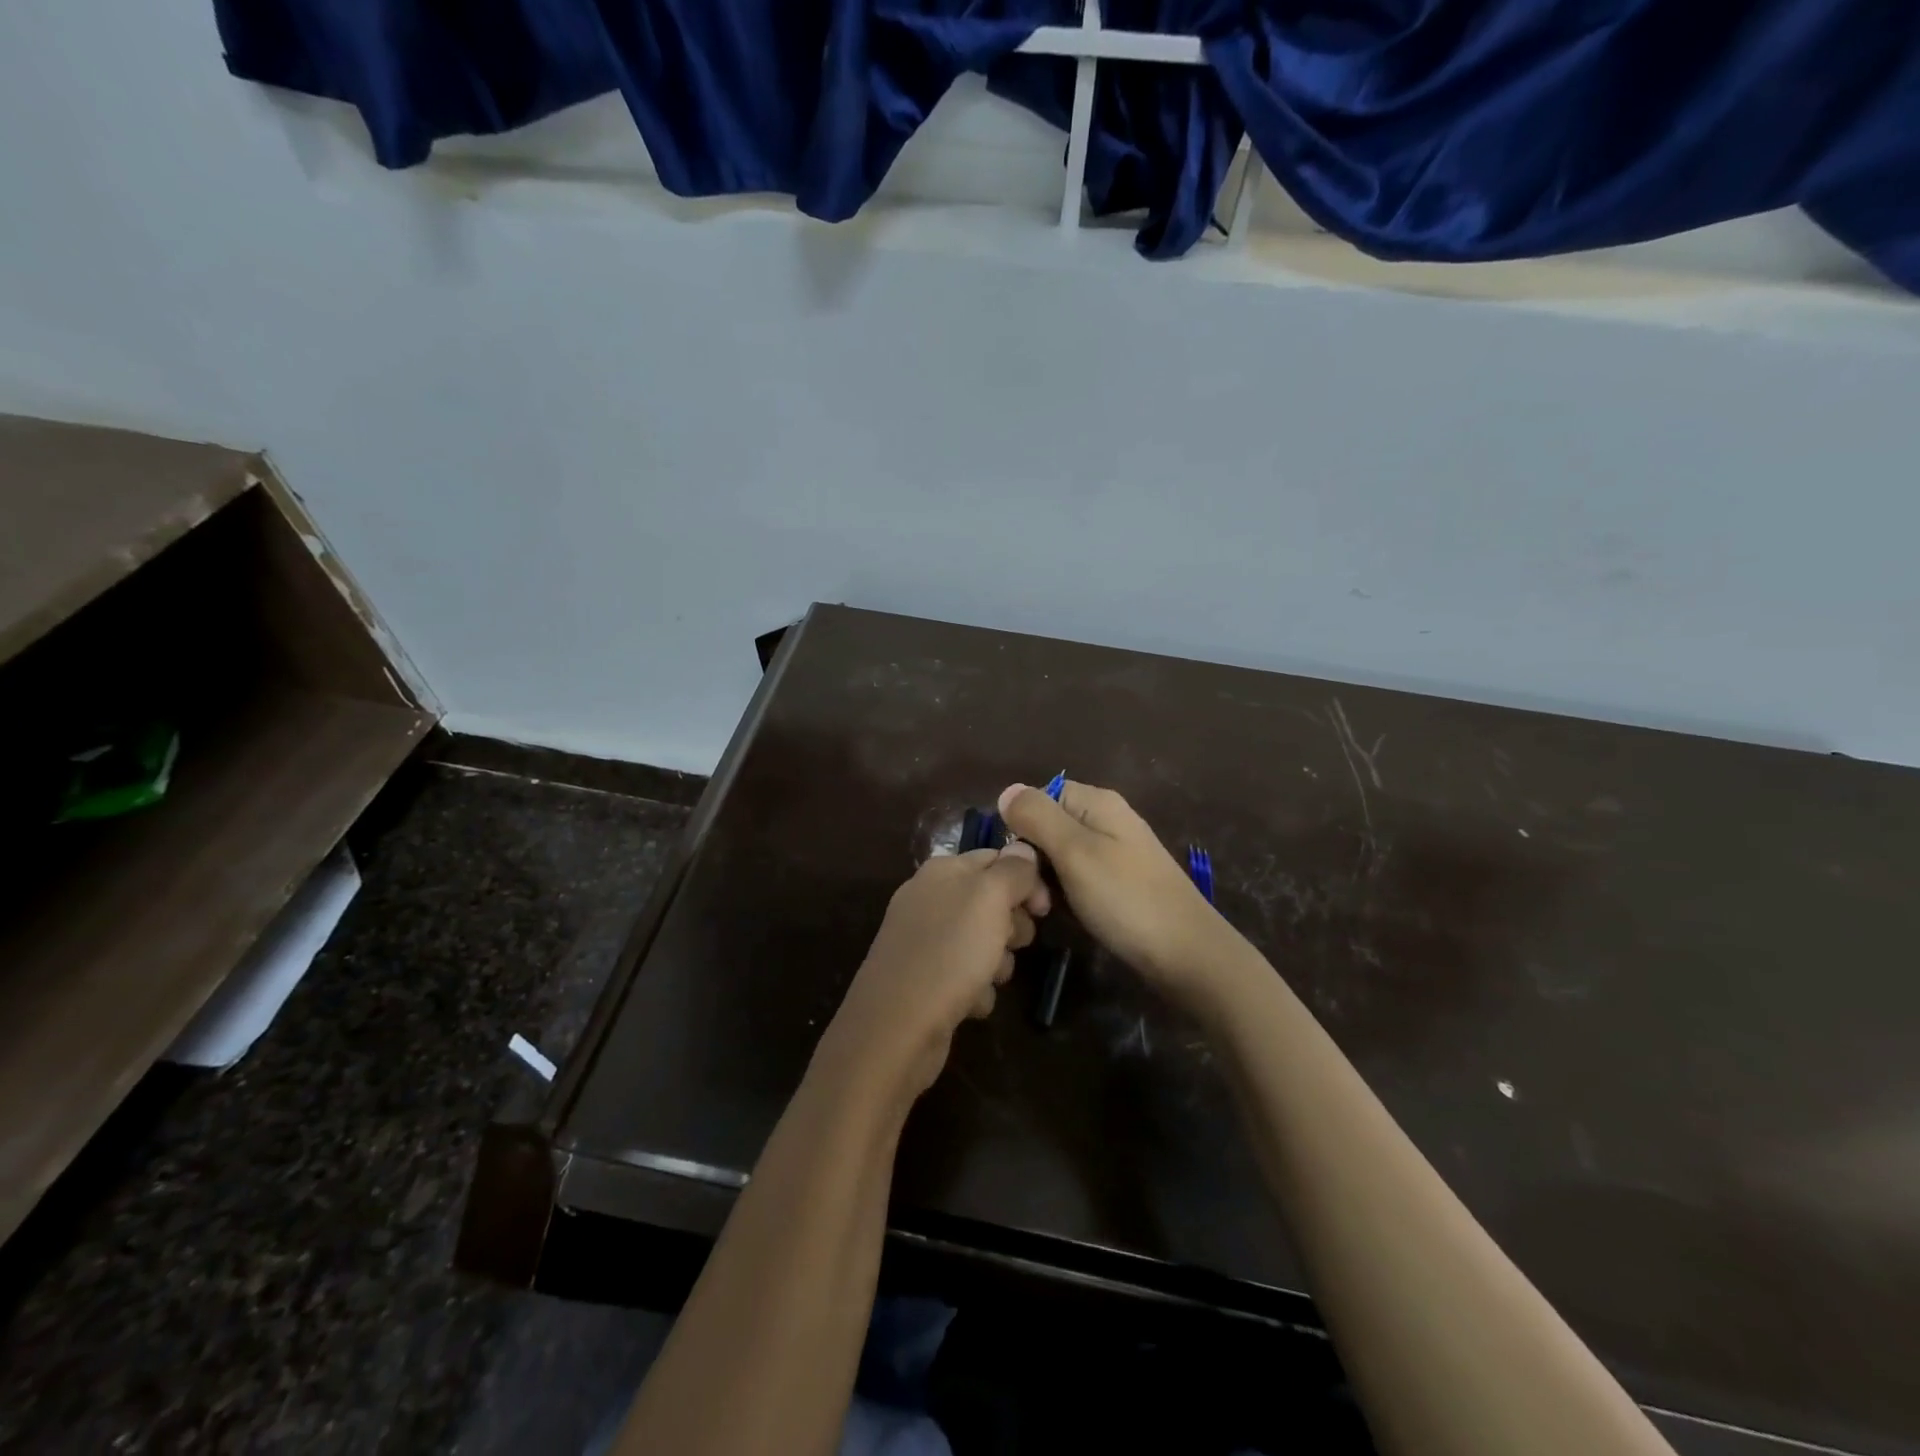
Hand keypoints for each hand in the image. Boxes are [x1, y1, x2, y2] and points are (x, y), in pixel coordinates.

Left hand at [825, 844, 1047, 1099]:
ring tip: (988, 978)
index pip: (996, 858)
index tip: (1044, 910)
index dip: (1027, 880)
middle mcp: (930, 899)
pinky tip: (970, 1003)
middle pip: (992, 901)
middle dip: (1012, 925)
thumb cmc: (949, 953)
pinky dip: (975, 989)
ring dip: (998, 963)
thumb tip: (1024, 849)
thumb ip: (1012, 870)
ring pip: (983, 941)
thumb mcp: (989, 899)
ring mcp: (925, 940)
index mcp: (943, 870)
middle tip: (1012, 944)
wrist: (896, 1028)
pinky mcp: (925, 979)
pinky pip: (966, 975)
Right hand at [997, 780, 1233, 1007]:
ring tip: (1047, 908)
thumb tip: (1006, 790)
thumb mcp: (1074, 851)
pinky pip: (1078, 878)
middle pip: (1049, 826)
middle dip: (1033, 856)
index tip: (1017, 860)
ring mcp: (1116, 854)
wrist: (1187, 955)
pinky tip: (1066, 915)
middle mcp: (1107, 820)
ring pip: (1060, 856)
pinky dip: (1067, 894)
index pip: (1040, 796)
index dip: (1022, 824)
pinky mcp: (1120, 884)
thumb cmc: (1126, 898)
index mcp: (1098, 802)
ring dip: (1047, 880)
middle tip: (1033, 892)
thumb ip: (1038, 817)